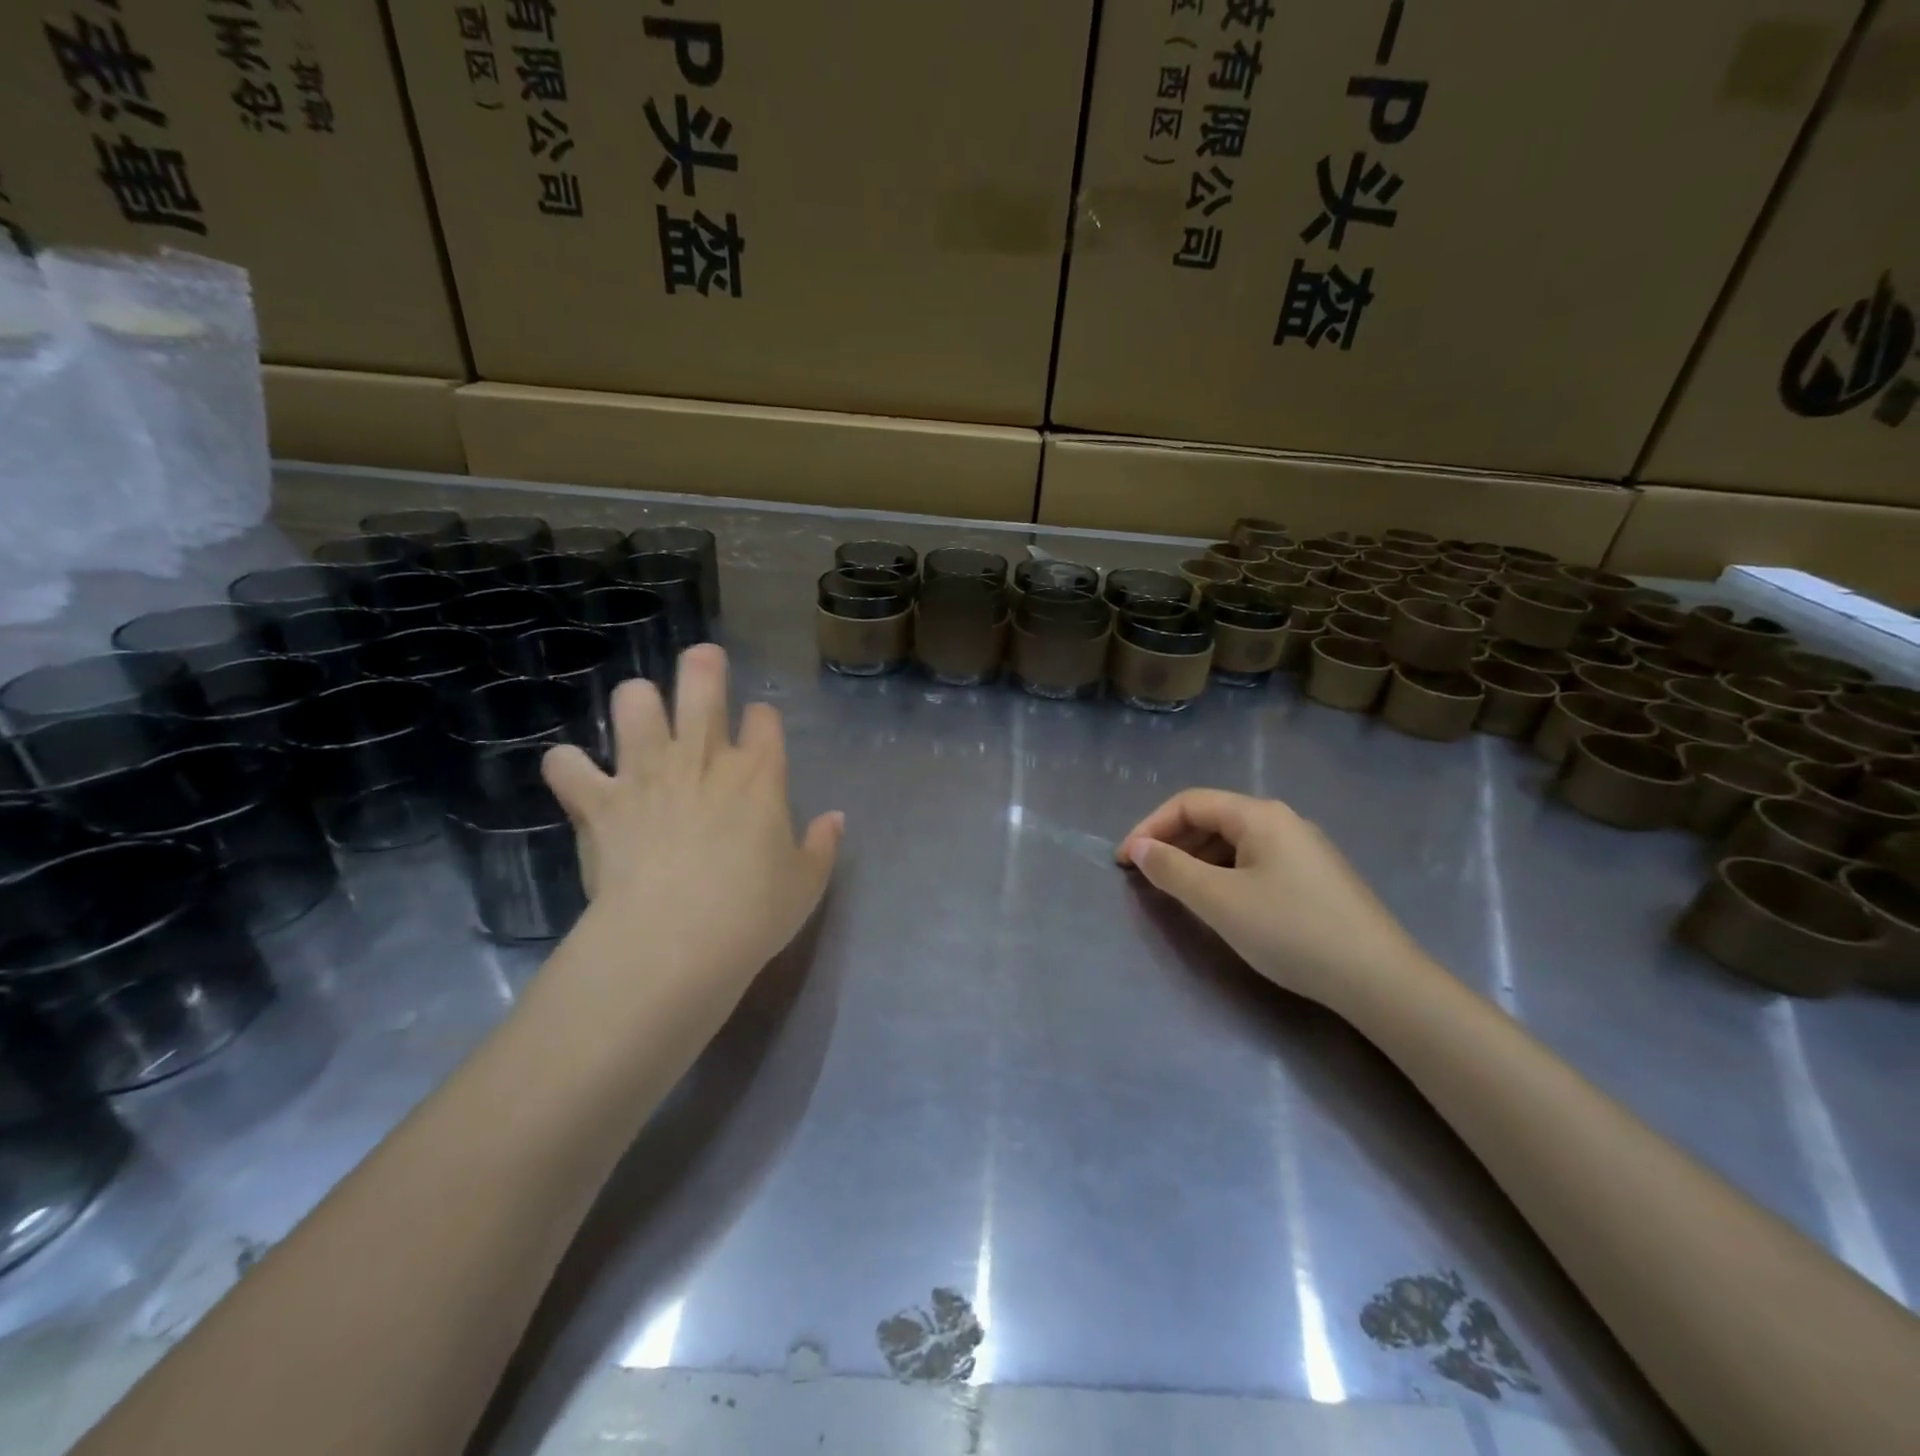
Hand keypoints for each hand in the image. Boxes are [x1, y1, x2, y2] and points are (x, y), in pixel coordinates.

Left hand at [542, 645, 842, 999]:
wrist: (675, 941)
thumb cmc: (752, 913)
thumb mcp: (806, 884)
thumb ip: (823, 846)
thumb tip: (835, 819)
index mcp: (758, 774)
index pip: (764, 718)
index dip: (762, 717)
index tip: (759, 729)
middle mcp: (702, 758)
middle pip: (702, 684)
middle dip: (703, 666)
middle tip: (703, 661)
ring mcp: (646, 773)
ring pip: (633, 703)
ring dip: (636, 702)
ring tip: (640, 717)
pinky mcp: (600, 801)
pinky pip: (567, 765)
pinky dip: (570, 768)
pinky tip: (578, 779)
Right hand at [1117, 789, 1427, 1010]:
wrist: (1379, 980)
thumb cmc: (1291, 931)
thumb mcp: (1219, 901)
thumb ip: (1172, 870)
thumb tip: (1139, 848)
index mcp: (1260, 815)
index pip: (1189, 803)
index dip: (1150, 827)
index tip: (1124, 862)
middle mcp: (1283, 821)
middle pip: (1212, 818)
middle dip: (1172, 843)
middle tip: (1146, 877)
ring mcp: (1304, 850)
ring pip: (1234, 842)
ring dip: (1197, 860)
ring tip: (1177, 892)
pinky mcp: (1315, 878)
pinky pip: (1255, 862)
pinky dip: (1224, 874)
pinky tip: (1221, 904)